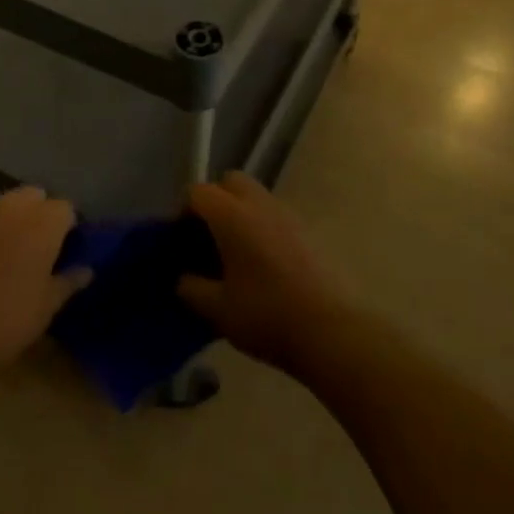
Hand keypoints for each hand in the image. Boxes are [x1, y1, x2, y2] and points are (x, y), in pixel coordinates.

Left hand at [0, 187, 89, 385]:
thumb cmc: (0, 325)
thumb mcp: (43, 312)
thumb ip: (67, 284)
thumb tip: (86, 270)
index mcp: (41, 226)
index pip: (64, 207)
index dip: (66, 226)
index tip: (63, 249)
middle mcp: (9, 210)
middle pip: (32, 195)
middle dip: (37, 213)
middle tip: (34, 247)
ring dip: (5, 220)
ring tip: (0, 254)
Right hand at [178, 172, 357, 377]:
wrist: (333, 332)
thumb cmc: (267, 315)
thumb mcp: (217, 309)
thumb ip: (191, 288)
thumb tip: (183, 278)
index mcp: (232, 215)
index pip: (197, 193)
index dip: (183, 212)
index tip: (180, 241)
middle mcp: (260, 204)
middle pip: (230, 182)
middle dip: (215, 201)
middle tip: (207, 237)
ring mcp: (289, 216)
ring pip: (256, 198)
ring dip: (241, 214)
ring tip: (235, 254)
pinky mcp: (310, 233)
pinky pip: (276, 217)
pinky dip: (263, 229)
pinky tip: (263, 266)